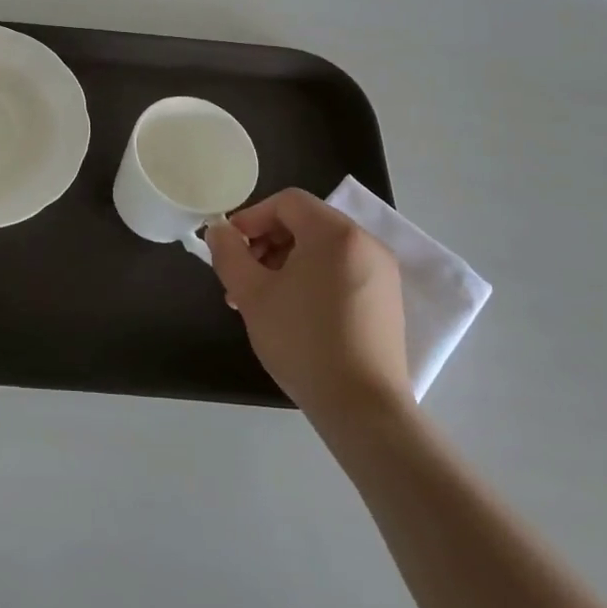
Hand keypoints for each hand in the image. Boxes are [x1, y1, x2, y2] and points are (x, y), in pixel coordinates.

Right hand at [208, 189, 411, 437]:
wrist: (361, 406)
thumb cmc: (302, 340)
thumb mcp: (251, 294)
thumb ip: (229, 253)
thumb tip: (220, 230)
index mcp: (335, 233)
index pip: (287, 201)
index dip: (251, 217)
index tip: (230, 247)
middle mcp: (365, 243)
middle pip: (305, 223)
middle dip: (266, 242)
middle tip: (241, 277)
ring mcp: (382, 272)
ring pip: (321, 249)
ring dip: (285, 262)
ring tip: (260, 299)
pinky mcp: (386, 300)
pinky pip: (341, 270)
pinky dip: (311, 278)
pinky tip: (292, 312)